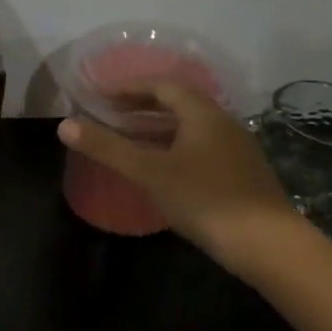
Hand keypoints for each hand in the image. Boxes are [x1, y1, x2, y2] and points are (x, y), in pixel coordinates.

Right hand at [58, 82, 295, 266]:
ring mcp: (235, 149)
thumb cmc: (204, 199)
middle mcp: (223, 123)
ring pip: (189, 128)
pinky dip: (172, 147)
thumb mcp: (148, 172)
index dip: (128, 88)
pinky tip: (159, 169)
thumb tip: (64, 125)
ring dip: (156, 128)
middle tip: (109, 115)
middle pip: (178, 104)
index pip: (162, 86)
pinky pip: (199, 147)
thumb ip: (106, 147)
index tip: (100, 96)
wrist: (267, 244)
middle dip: (141, 107)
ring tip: (127, 140)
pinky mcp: (240, 174)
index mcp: (203, 114)